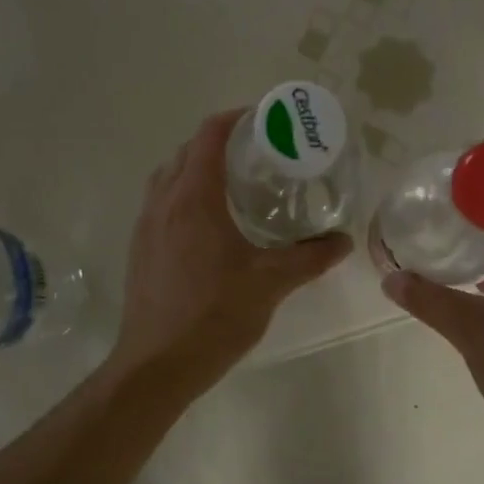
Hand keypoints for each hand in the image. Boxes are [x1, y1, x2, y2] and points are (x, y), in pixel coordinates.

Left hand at [110, 109, 351, 395]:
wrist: (157, 365)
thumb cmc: (213, 316)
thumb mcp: (271, 283)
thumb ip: (310, 257)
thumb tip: (344, 241)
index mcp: (193, 198)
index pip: (210, 136)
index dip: (236, 118)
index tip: (266, 121)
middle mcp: (163, 203)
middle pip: (187, 152)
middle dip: (220, 143)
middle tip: (259, 154)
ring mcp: (145, 227)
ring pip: (169, 178)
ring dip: (198, 169)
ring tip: (235, 185)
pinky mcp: (140, 250)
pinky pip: (161, 205)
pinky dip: (184, 196)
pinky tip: (211, 226)